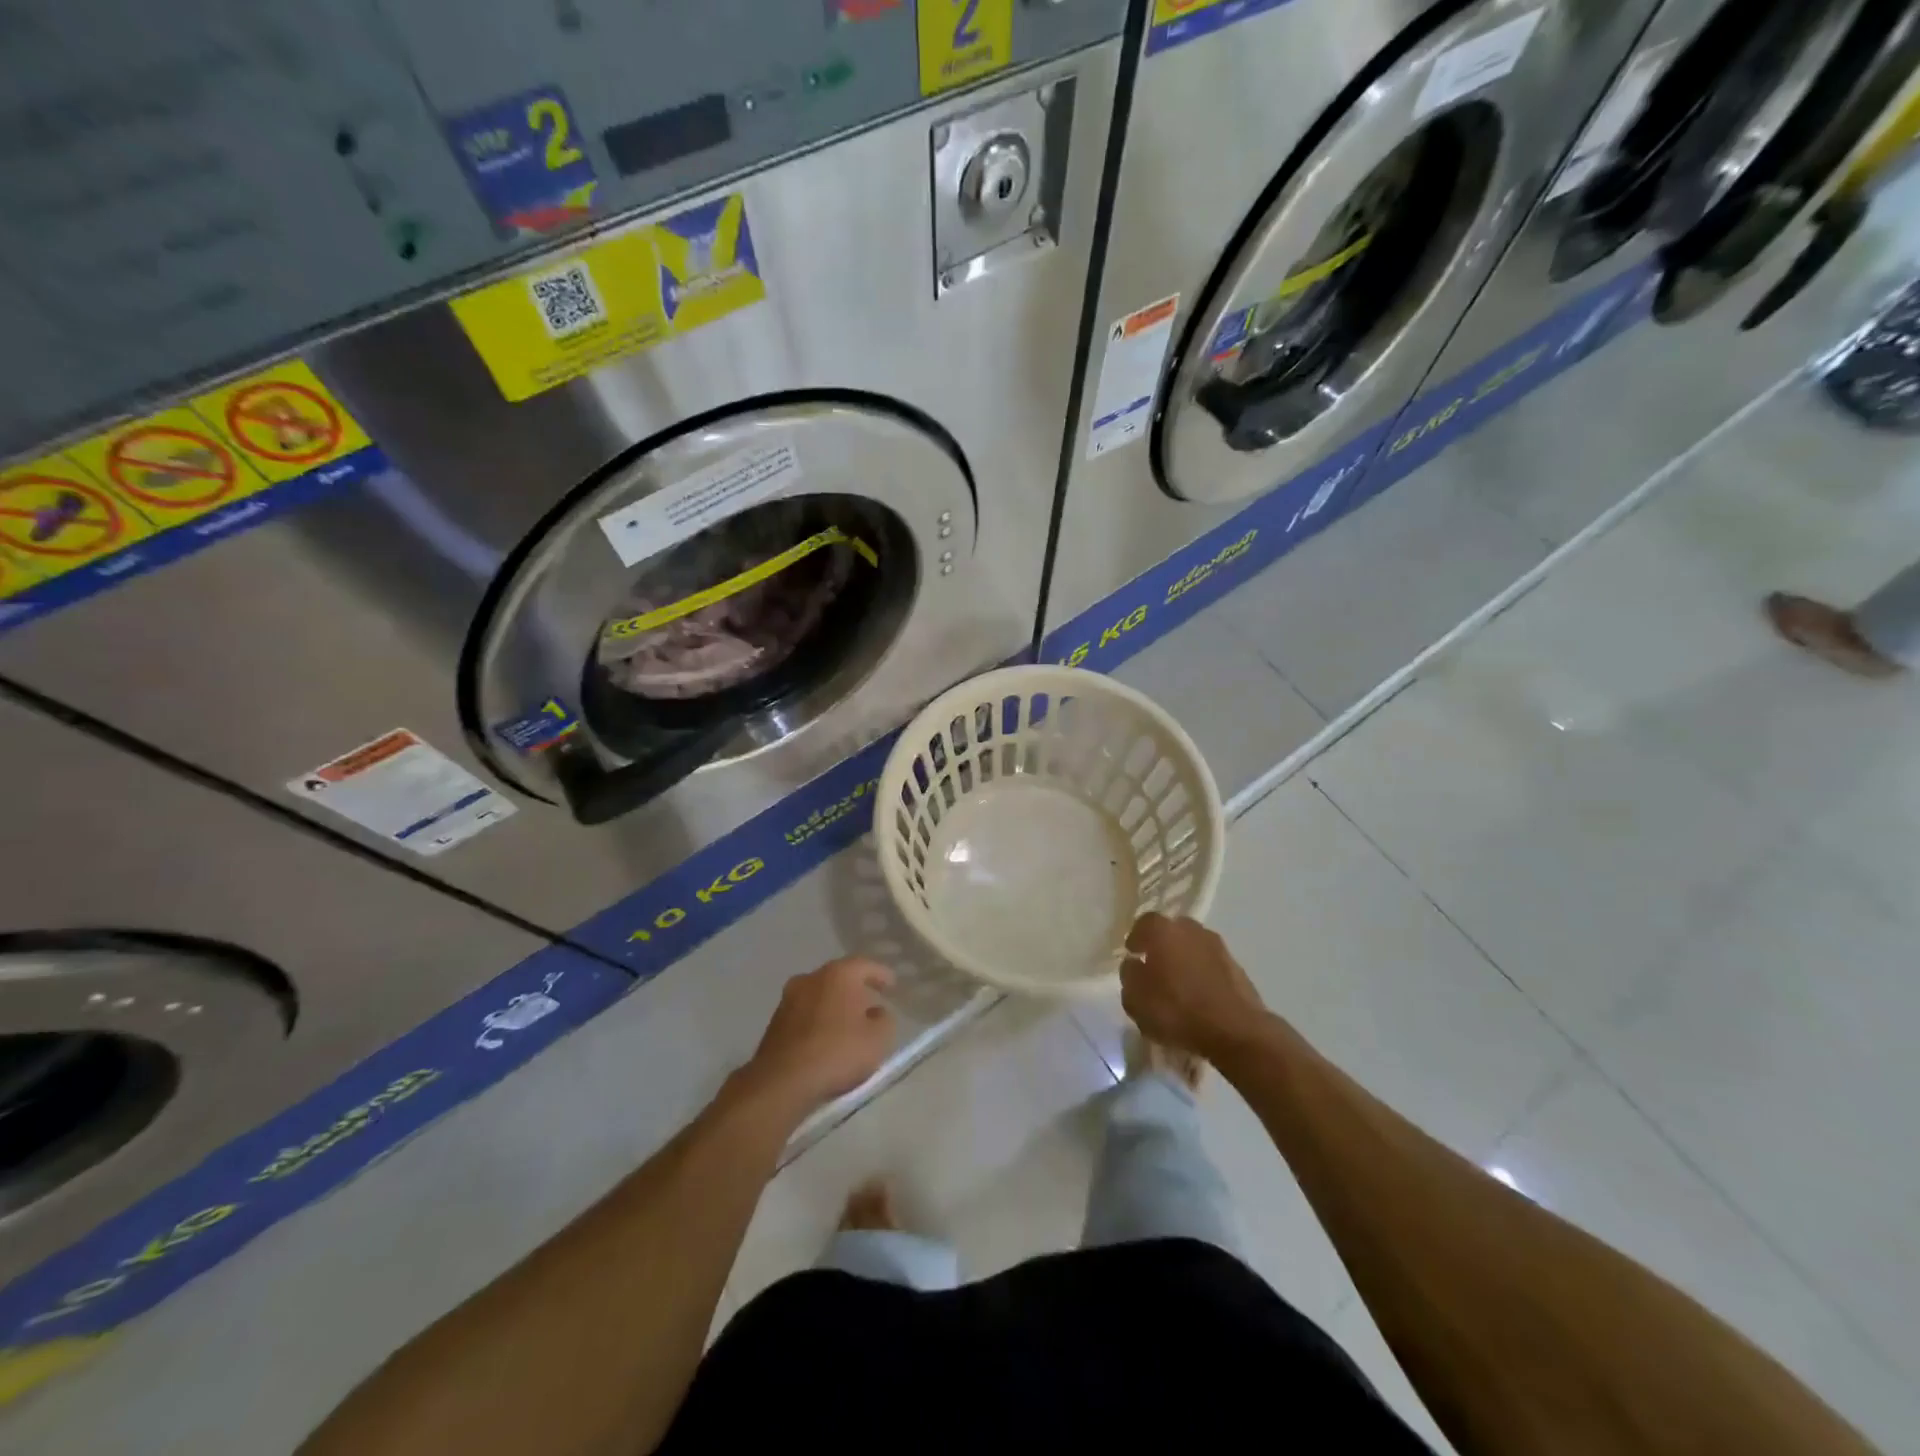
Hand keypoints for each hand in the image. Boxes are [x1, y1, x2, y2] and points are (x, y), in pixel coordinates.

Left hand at [741, 958, 896, 1116]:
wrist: (782, 1080)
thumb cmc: (837, 1052)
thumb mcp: (878, 1039)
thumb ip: (884, 1020)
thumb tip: (877, 1013)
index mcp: (838, 974)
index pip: (865, 965)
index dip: (881, 974)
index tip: (891, 985)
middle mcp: (811, 978)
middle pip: (839, 978)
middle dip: (856, 989)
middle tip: (870, 1003)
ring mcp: (789, 998)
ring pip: (819, 995)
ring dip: (834, 1005)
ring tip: (848, 1023)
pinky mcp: (775, 1022)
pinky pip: (805, 1014)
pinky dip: (818, 1020)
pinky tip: (826, 1038)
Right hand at [1120, 913, 1267, 1061]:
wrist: (1237, 1032)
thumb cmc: (1177, 1011)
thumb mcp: (1135, 1000)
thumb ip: (1130, 976)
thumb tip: (1135, 964)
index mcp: (1163, 931)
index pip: (1144, 923)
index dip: (1136, 938)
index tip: (1133, 954)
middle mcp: (1191, 930)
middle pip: (1172, 931)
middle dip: (1162, 946)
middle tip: (1155, 968)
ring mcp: (1218, 947)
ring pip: (1194, 947)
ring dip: (1185, 960)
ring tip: (1179, 986)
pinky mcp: (1238, 968)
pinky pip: (1211, 965)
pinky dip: (1203, 975)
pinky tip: (1200, 997)